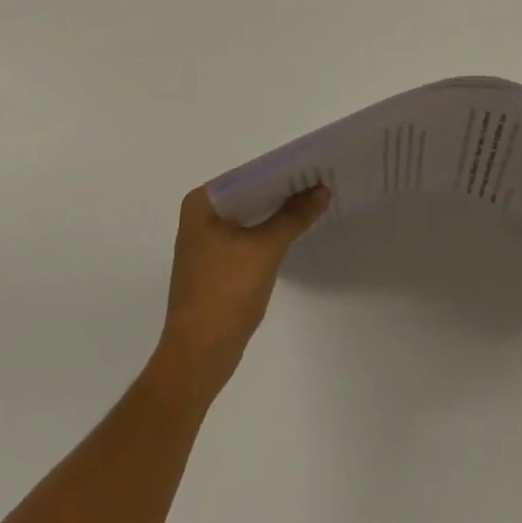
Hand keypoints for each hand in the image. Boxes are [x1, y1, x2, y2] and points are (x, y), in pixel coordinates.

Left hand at [153, 184, 329, 404]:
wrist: (198, 357)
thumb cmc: (226, 294)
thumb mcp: (266, 248)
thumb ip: (294, 215)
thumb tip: (322, 189)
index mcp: (202, 202)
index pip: (250, 174)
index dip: (283, 170)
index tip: (314, 165)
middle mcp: (200, 215)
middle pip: (250, 194)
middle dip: (283, 190)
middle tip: (321, 181)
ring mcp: (206, 241)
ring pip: (250, 215)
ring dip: (278, 211)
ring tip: (315, 200)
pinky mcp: (216, 263)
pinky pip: (247, 235)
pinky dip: (269, 231)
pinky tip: (294, 229)